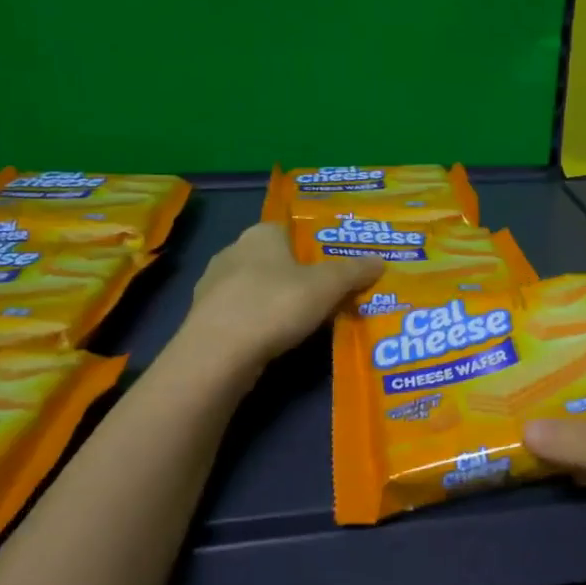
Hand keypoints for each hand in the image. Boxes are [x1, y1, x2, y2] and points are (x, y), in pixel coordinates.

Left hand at [182, 223, 383, 368]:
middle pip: (275, 259)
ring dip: (276, 300)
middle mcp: (233, 251)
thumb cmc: (275, 306)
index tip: (334, 267)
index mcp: (260, 233)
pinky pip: (241, 313)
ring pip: (256, 287)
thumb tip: (380, 261)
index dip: (314, 247)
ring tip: (303, 321)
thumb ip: (354, 272)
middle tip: (326, 295)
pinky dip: (258, 322)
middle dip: (297, 275)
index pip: (291, 230)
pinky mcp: (204, 317)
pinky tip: (273, 339)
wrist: (217, 354)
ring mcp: (213, 285)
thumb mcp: (326, 287)